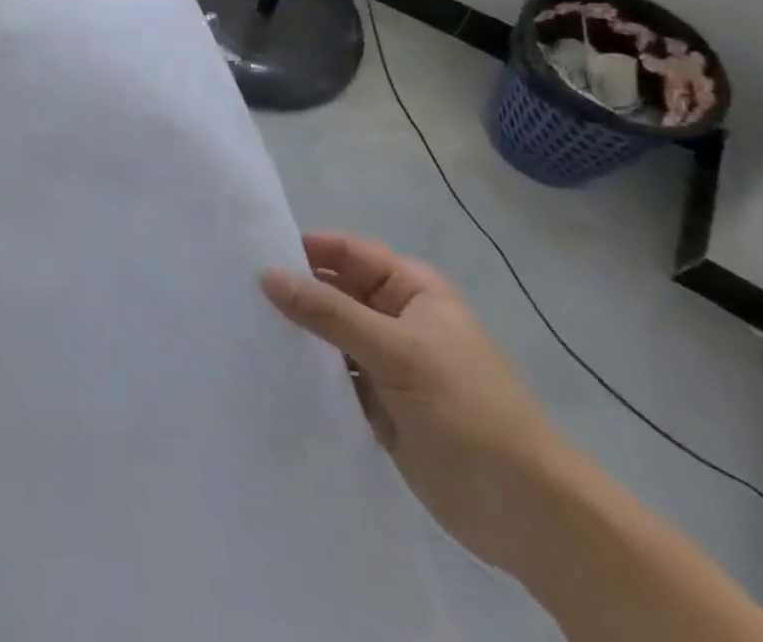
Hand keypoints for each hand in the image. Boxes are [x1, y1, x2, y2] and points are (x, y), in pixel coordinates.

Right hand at [261, 233, 565, 578]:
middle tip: (237, 294)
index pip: (346, 252)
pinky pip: (334, 376)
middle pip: (334, 291)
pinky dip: (308, 373)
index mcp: (411, 288)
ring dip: (298, 335)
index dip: (304, 250)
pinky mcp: (379, 404)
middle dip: (294, 293)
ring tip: (243, 331)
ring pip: (330, 335)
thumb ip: (330, 312)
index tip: (252, 256)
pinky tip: (270, 371)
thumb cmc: (467, 410)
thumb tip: (267, 274)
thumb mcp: (396, 352)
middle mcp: (395, 317)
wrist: (526, 512)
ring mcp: (387, 362)